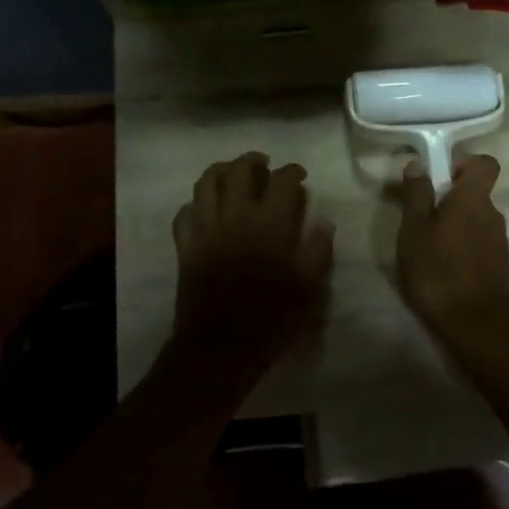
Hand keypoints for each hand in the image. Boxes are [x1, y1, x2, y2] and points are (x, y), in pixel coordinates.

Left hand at [172, 153, 332, 371]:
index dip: (293, 171)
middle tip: (264, 165)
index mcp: (271, 224)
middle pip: (239, 171)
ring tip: (232, 174)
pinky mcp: (186, 246)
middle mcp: (236, 217)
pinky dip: (196, 204)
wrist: (221, 348)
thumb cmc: (272, 319)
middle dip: (253, 161)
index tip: (300, 175)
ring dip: (221, 171)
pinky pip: (184, 213)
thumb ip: (318, 250)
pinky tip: (206, 208)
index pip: (282, 180)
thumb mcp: (309, 288)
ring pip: (206, 183)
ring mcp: (206, 229)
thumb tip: (323, 221)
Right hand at [395, 154, 508, 343]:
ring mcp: (499, 241)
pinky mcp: (499, 265)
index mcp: (473, 199)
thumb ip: (416, 195)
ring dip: (454, 225)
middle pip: (476, 193)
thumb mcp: (415, 231)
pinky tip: (443, 268)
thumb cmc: (440, 272)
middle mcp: (493, 214)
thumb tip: (418, 163)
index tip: (440, 177)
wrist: (479, 324)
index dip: (464, 163)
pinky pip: (478, 242)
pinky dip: (462, 246)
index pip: (485, 163)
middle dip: (450, 199)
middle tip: (421, 217)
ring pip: (475, 219)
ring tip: (427, 248)